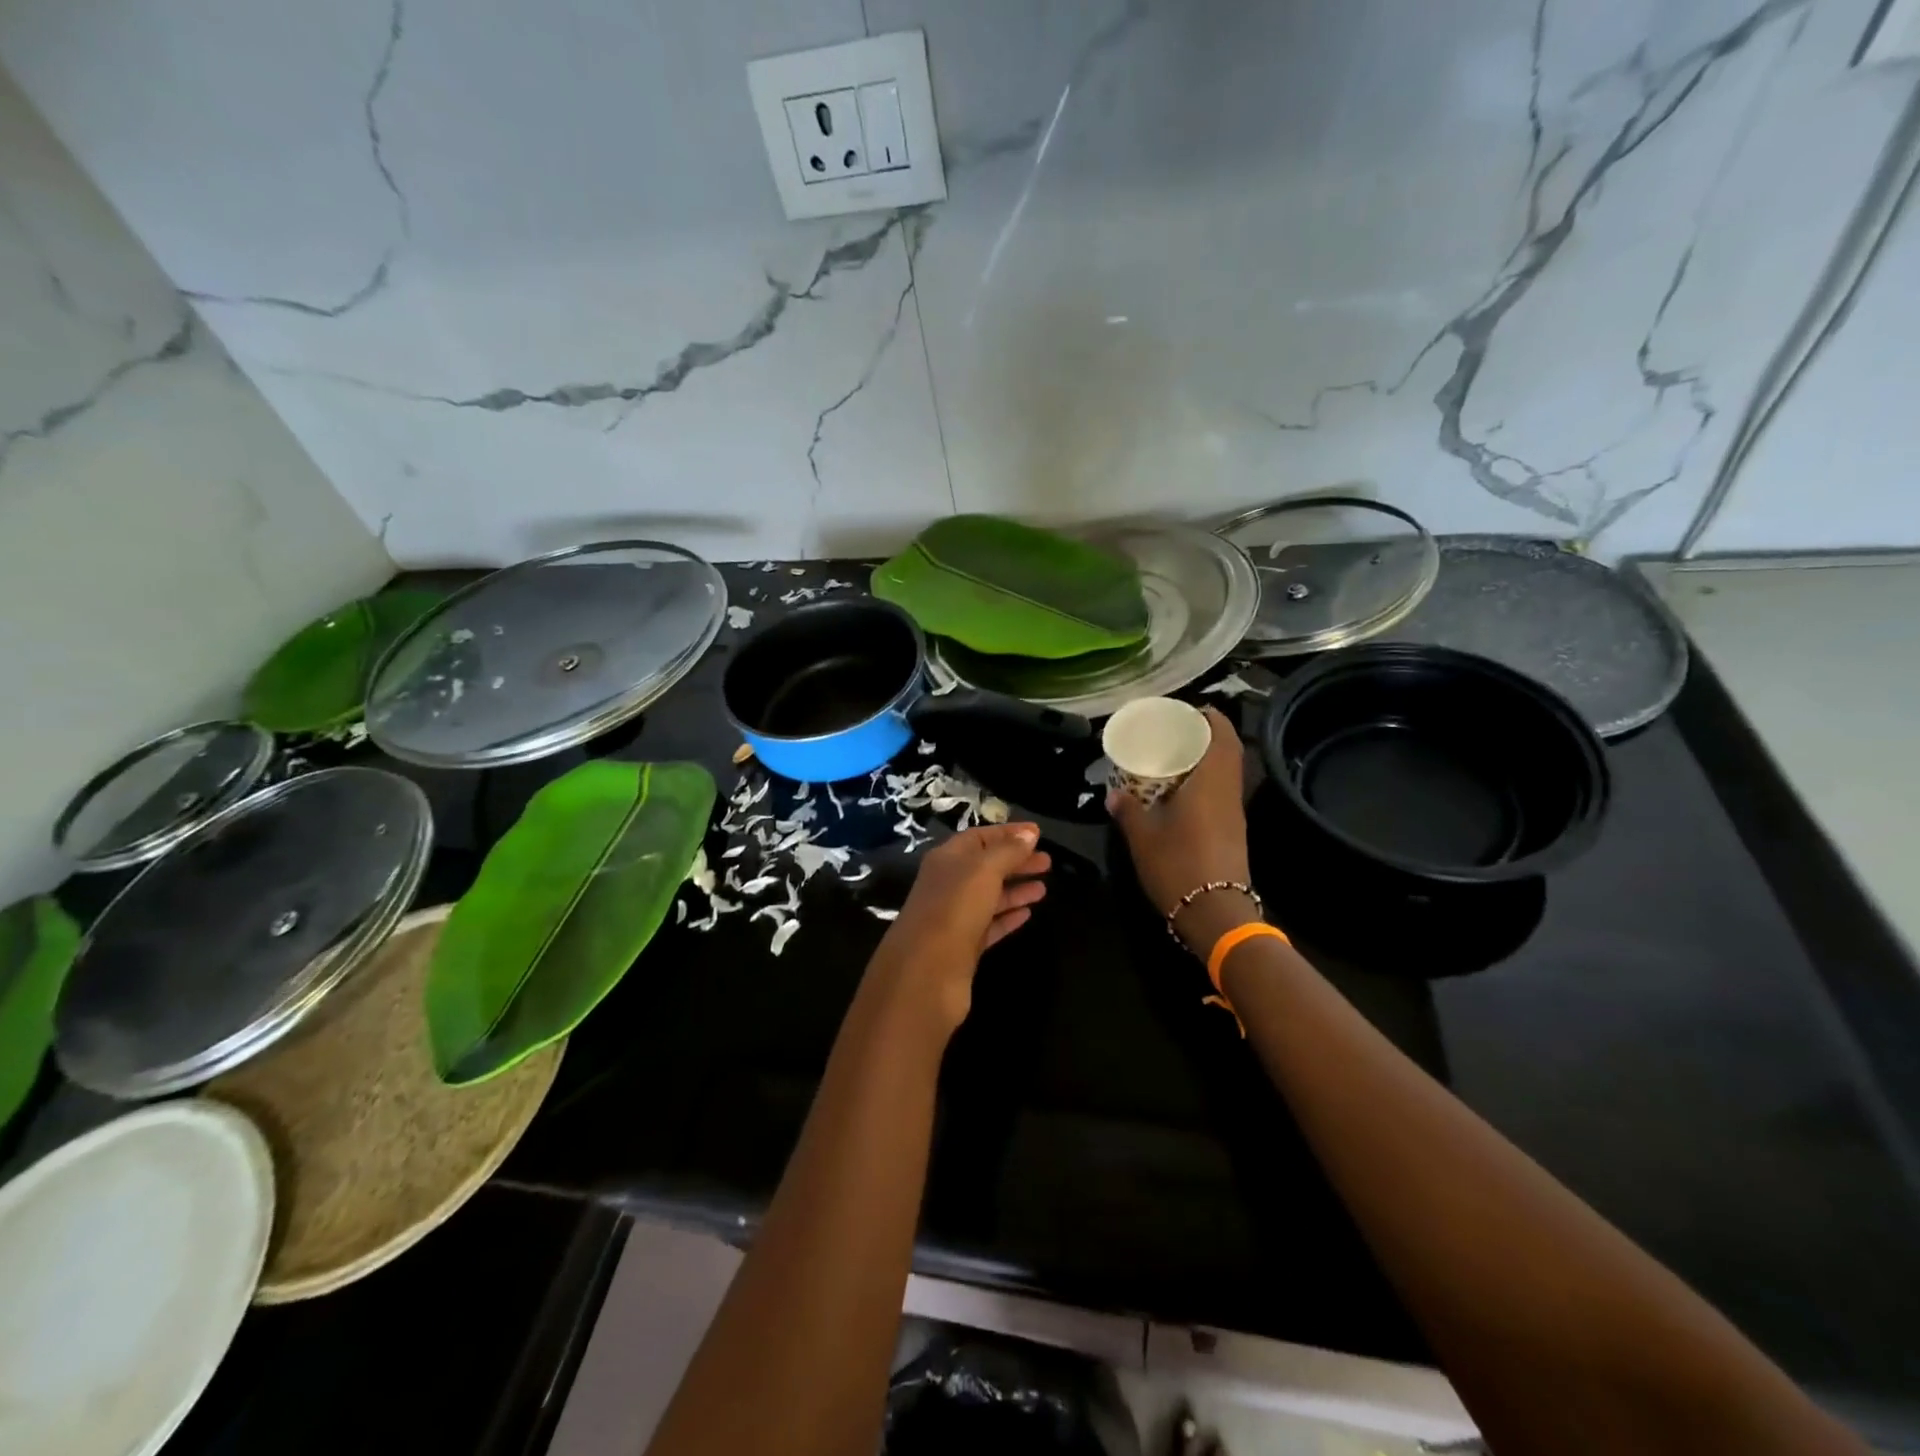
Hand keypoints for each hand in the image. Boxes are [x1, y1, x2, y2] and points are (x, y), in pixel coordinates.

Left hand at [871, 823, 1050, 1035]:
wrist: (926, 971)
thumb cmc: (954, 908)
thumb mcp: (984, 870)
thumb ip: (1008, 851)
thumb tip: (1030, 833)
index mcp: (947, 859)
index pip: (979, 837)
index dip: (1008, 833)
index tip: (1038, 834)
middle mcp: (948, 884)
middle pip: (986, 866)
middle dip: (1016, 861)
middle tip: (1048, 862)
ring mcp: (955, 916)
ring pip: (989, 896)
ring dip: (1016, 889)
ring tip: (1044, 888)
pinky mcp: (963, 946)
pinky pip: (990, 925)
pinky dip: (1008, 917)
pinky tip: (1027, 914)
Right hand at [1107, 706, 1258, 955]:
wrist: (1216, 913)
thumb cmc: (1178, 866)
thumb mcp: (1142, 837)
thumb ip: (1128, 810)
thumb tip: (1113, 794)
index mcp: (1210, 782)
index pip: (1221, 735)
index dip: (1209, 717)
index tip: (1187, 710)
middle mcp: (1228, 792)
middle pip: (1228, 751)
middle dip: (1206, 735)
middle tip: (1175, 731)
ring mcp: (1234, 813)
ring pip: (1227, 772)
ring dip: (1207, 758)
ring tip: (1174, 757)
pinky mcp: (1233, 831)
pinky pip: (1222, 791)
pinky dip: (1207, 780)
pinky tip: (1181, 791)